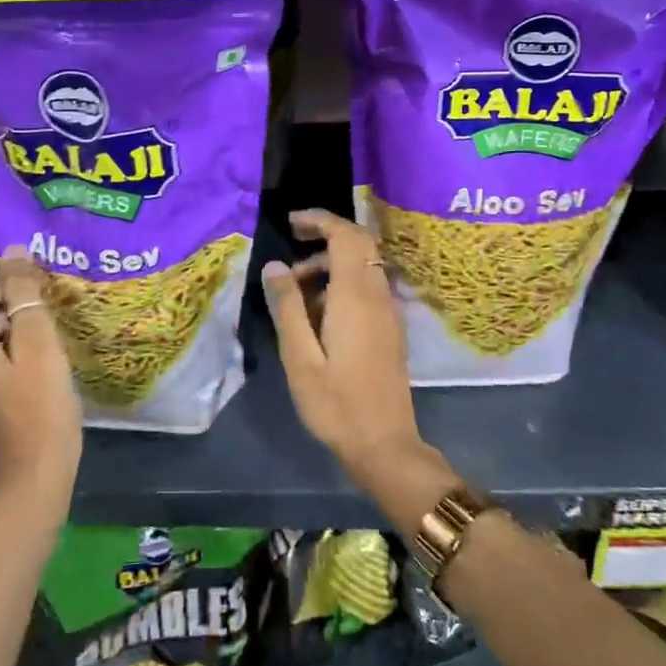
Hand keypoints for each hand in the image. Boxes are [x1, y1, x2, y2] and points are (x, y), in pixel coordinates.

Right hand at [260, 209, 424, 477]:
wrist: (384, 445)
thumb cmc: (336, 404)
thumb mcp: (299, 357)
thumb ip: (288, 307)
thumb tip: (275, 266)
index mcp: (356, 297)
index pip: (347, 236)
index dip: (320, 220)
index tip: (292, 222)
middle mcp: (378, 296)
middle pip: (358, 245)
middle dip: (324, 237)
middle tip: (290, 249)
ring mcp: (388, 312)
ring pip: (362, 266)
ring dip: (330, 265)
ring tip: (294, 292)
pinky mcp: (390, 328)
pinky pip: (367, 287)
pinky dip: (341, 283)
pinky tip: (316, 315)